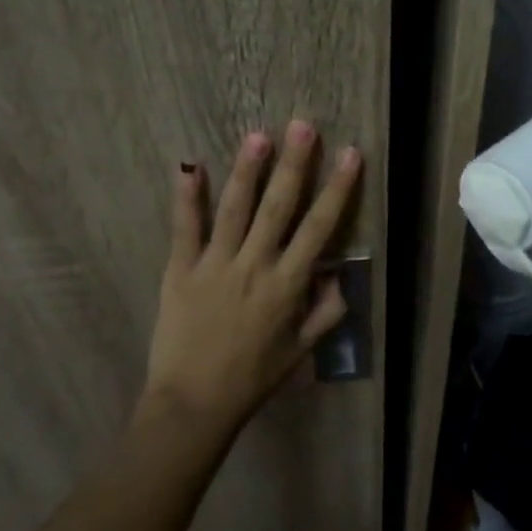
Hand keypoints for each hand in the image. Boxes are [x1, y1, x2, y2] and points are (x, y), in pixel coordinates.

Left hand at [141, 120, 360, 436]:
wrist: (194, 404)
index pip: (319, 229)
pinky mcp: (180, 270)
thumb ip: (325, 313)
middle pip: (279, 207)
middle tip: (304, 126)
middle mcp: (255, 266)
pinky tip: (190, 165)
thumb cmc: (252, 378)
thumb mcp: (299, 351)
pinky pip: (185, 228)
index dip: (337, 190)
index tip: (350, 155)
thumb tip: (341, 277)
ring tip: (259, 136)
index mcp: (287, 285)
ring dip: (248, 171)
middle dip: (295, 165)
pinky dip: (187, 196)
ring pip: (234, 209)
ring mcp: (215, 265)